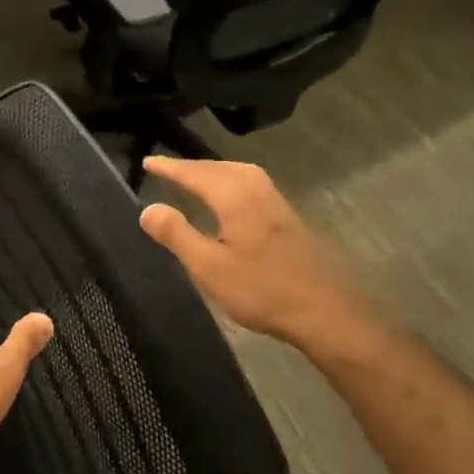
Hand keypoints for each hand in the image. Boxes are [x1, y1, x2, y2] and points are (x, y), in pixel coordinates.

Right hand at [138, 156, 396, 363]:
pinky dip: (231, 182)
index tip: (148, 162)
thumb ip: (177, 235)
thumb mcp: (209, 267)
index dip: (170, 168)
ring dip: (214, 172)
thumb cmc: (262, 290)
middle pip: (219, 168)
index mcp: (235, 197)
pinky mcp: (288, 217)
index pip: (195, 174)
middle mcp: (257, 190)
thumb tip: (148, 208)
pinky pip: (251, 184)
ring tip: (194, 179)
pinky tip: (229, 200)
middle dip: (192, 167)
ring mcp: (276, 202)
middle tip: (167, 170)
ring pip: (239, 173)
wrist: (325, 311)